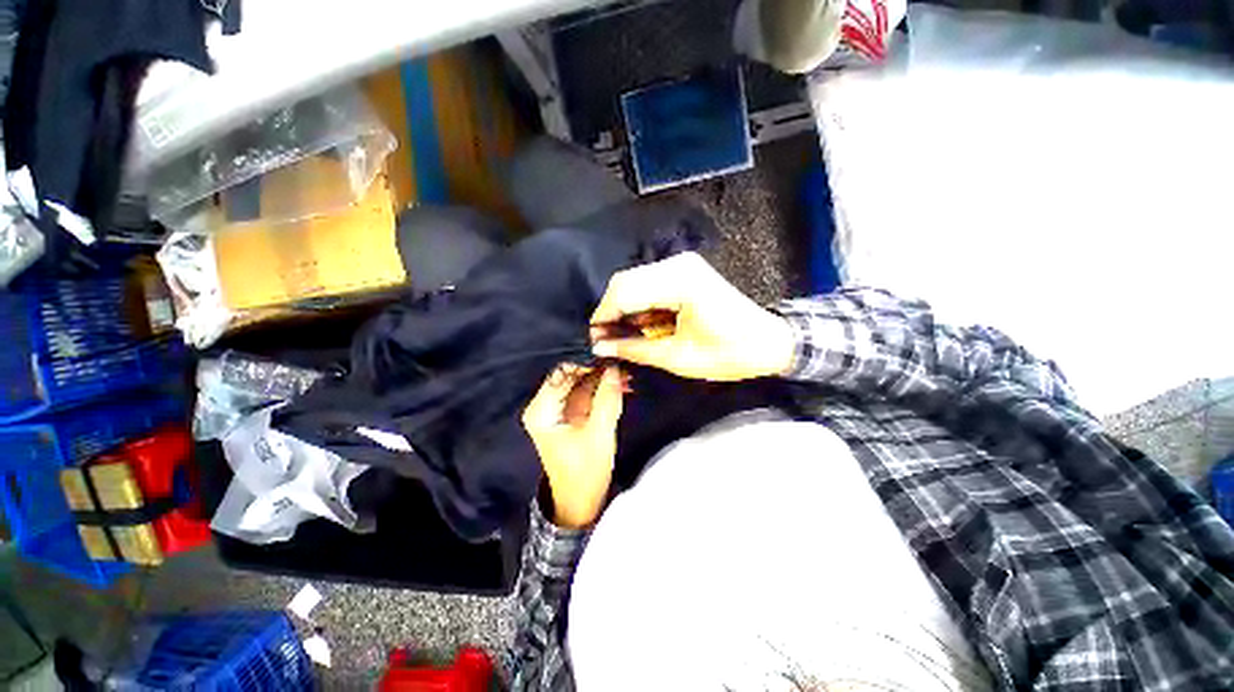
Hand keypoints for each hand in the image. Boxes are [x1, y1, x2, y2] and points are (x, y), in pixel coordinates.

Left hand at [522, 364, 627, 528]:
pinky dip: (602, 390)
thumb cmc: (585, 471)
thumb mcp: (600, 434)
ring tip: (626, 378)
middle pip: (571, 376)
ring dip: (603, 380)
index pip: (562, 372)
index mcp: (541, 410)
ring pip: (581, 383)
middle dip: (598, 371)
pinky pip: (586, 393)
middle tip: (623, 367)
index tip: (611, 359)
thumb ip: (607, 398)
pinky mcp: (569, 414)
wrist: (580, 501)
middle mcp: (544, 405)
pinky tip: (620, 387)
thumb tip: (614, 367)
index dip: (587, 363)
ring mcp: (557, 409)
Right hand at [591, 253, 795, 380]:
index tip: (592, 340)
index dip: (603, 316)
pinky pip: (648, 284)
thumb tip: (600, 347)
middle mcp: (678, 264)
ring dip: (624, 309)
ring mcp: (682, 264)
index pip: (624, 291)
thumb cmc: (729, 354)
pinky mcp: (684, 271)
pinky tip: (640, 325)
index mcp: (680, 282)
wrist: (769, 342)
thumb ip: (635, 349)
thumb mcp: (678, 357)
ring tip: (621, 336)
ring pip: (634, 282)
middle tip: (605, 341)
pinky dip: (639, 305)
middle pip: (625, 282)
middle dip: (611, 312)